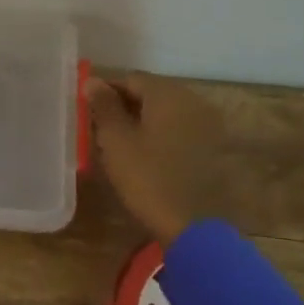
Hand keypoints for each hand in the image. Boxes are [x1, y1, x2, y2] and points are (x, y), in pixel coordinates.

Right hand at [86, 72, 229, 244]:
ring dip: (144, 120)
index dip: (106, 90)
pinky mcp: (215, 147)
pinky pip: (182, 129)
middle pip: (152, 92)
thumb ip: (104, 107)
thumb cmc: (148, 178)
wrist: (194, 226)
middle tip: (101, 127)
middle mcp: (193, 100)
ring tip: (122, 143)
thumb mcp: (116, 141)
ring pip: (168, 111)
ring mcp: (209, 124)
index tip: (88, 110)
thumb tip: (94, 81)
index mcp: (168, 94)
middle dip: (126, 105)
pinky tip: (148, 154)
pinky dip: (163, 134)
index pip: (131, 78)